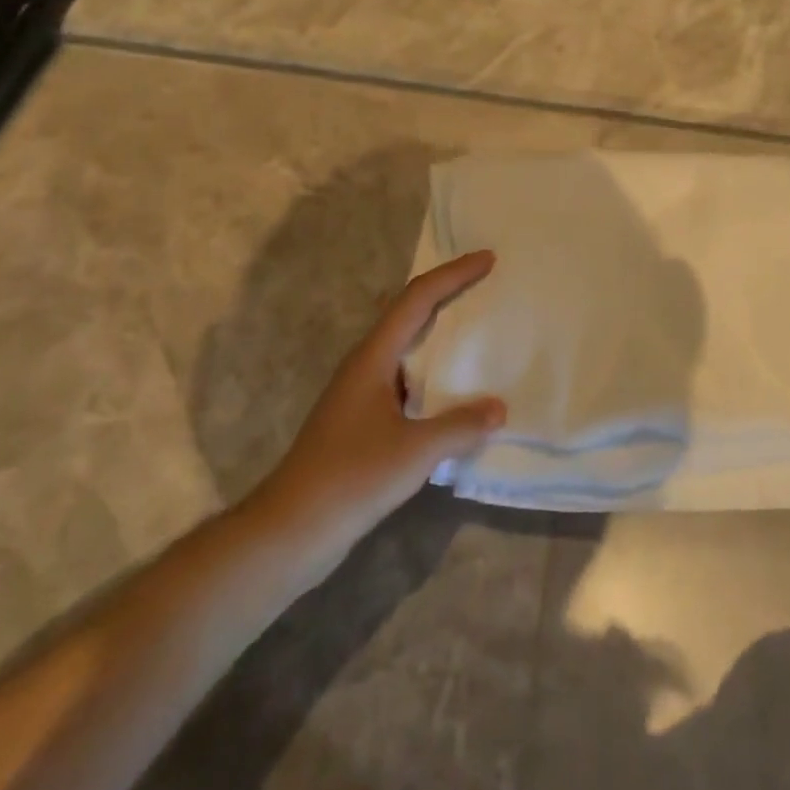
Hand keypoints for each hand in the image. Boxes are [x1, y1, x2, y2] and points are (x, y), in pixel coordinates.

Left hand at [243, 250, 506, 552]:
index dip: (453, 275)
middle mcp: (365, 366)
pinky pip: (406, 380)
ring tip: (478, 331)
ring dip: (440, 334)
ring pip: (407, 348)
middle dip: (447, 294)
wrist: (291, 530)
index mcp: (373, 358)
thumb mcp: (415, 451)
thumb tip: (499, 408)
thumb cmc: (351, 478)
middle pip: (409, 314)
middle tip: (486, 284)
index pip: (417, 299)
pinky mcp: (361, 422)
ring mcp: (360, 394)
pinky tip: (454, 393)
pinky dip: (434, 374)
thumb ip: (461, 426)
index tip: (488, 260)